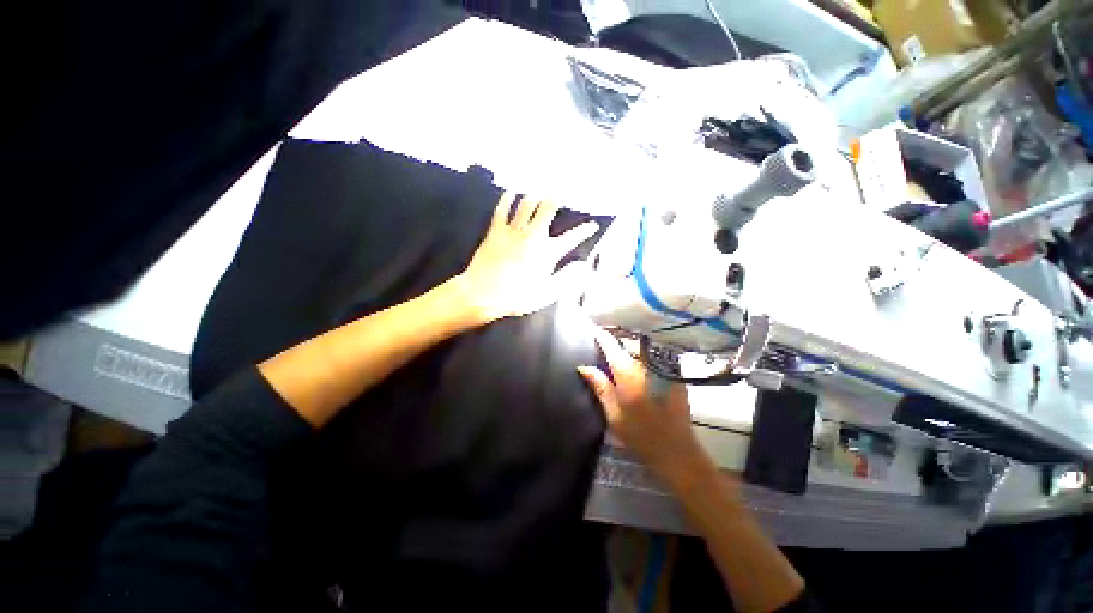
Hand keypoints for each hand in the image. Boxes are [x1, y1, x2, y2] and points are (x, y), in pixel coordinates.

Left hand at [456, 191, 597, 323]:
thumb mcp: (547, 293)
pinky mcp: (495, 231)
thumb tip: (583, 265)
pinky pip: (502, 210)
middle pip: (548, 208)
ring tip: (539, 193)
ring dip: (534, 197)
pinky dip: (507, 199)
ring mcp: (513, 231)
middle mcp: (533, 236)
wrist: (484, 295)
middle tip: (560, 194)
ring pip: (526, 204)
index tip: (592, 225)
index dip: (584, 230)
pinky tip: (511, 193)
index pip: (572, 237)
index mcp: (548, 252)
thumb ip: (566, 278)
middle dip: (556, 199)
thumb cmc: (517, 297)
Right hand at [577, 326, 712, 487]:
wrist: (677, 450)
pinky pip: (653, 362)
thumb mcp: (613, 413)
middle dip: (615, 348)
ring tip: (621, 365)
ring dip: (629, 356)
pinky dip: (643, 363)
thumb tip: (584, 367)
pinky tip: (639, 376)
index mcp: (628, 371)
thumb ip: (600, 386)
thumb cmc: (640, 434)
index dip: (601, 337)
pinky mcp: (673, 376)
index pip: (611, 345)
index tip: (594, 332)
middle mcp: (645, 364)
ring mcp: (661, 369)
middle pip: (627, 348)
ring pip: (640, 354)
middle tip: (604, 353)